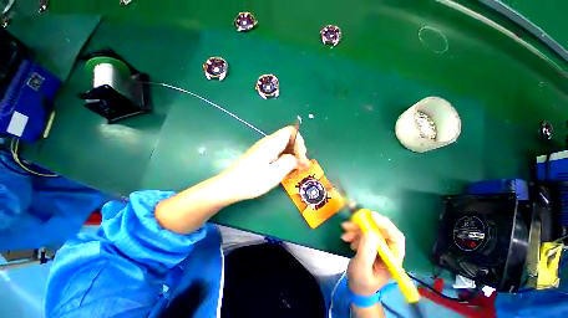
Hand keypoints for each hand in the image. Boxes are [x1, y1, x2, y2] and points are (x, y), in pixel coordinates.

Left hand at [223, 126, 309, 200]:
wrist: (229, 185)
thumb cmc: (252, 180)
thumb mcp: (275, 173)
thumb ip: (289, 162)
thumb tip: (296, 158)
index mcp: (271, 143)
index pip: (291, 131)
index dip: (300, 142)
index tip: (300, 159)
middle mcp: (267, 142)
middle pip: (288, 138)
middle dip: (297, 150)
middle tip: (300, 165)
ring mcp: (263, 148)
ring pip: (283, 146)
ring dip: (292, 155)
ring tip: (295, 169)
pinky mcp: (260, 155)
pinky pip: (277, 152)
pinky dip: (284, 158)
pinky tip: (284, 169)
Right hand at [341, 212, 404, 295]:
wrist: (357, 286)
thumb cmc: (361, 282)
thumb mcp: (362, 268)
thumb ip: (366, 251)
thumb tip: (369, 232)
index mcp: (393, 259)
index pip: (396, 238)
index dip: (385, 225)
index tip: (372, 215)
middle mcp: (389, 250)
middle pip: (382, 230)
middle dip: (366, 224)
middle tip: (353, 220)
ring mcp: (380, 246)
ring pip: (371, 229)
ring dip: (357, 228)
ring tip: (345, 232)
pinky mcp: (371, 243)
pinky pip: (364, 232)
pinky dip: (354, 231)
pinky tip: (346, 237)